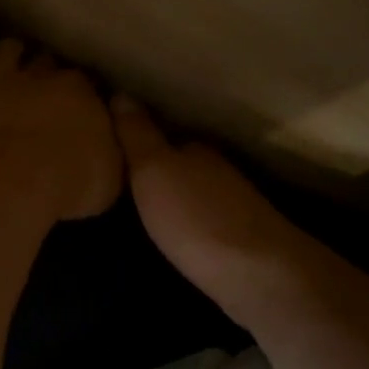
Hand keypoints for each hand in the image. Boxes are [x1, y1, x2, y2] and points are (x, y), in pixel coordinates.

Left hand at [0, 40, 122, 220]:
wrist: (12, 187)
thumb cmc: (70, 183)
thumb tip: (108, 137)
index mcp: (79, 91)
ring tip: (9, 68)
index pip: (85, 80)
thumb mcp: (112, 172)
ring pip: (5, 49)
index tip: (84, 108)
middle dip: (47, 71)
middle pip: (45, 61)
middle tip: (47, 91)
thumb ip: (109, 146)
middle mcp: (38, 77)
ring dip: (8, 55)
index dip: (84, 92)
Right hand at [110, 94, 303, 298]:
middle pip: (179, 164)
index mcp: (196, 149)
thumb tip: (121, 93)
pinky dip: (188, 222)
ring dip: (172, 197)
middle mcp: (217, 171)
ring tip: (140, 209)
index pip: (163, 136)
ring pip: (193, 192)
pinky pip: (204, 220)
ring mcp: (234, 205)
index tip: (112, 151)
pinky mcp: (240, 239)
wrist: (257, 275)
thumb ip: (137, 135)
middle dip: (155, 171)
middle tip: (119, 183)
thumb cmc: (196, 216)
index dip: (138, 142)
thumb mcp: (153, 170)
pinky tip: (174, 235)